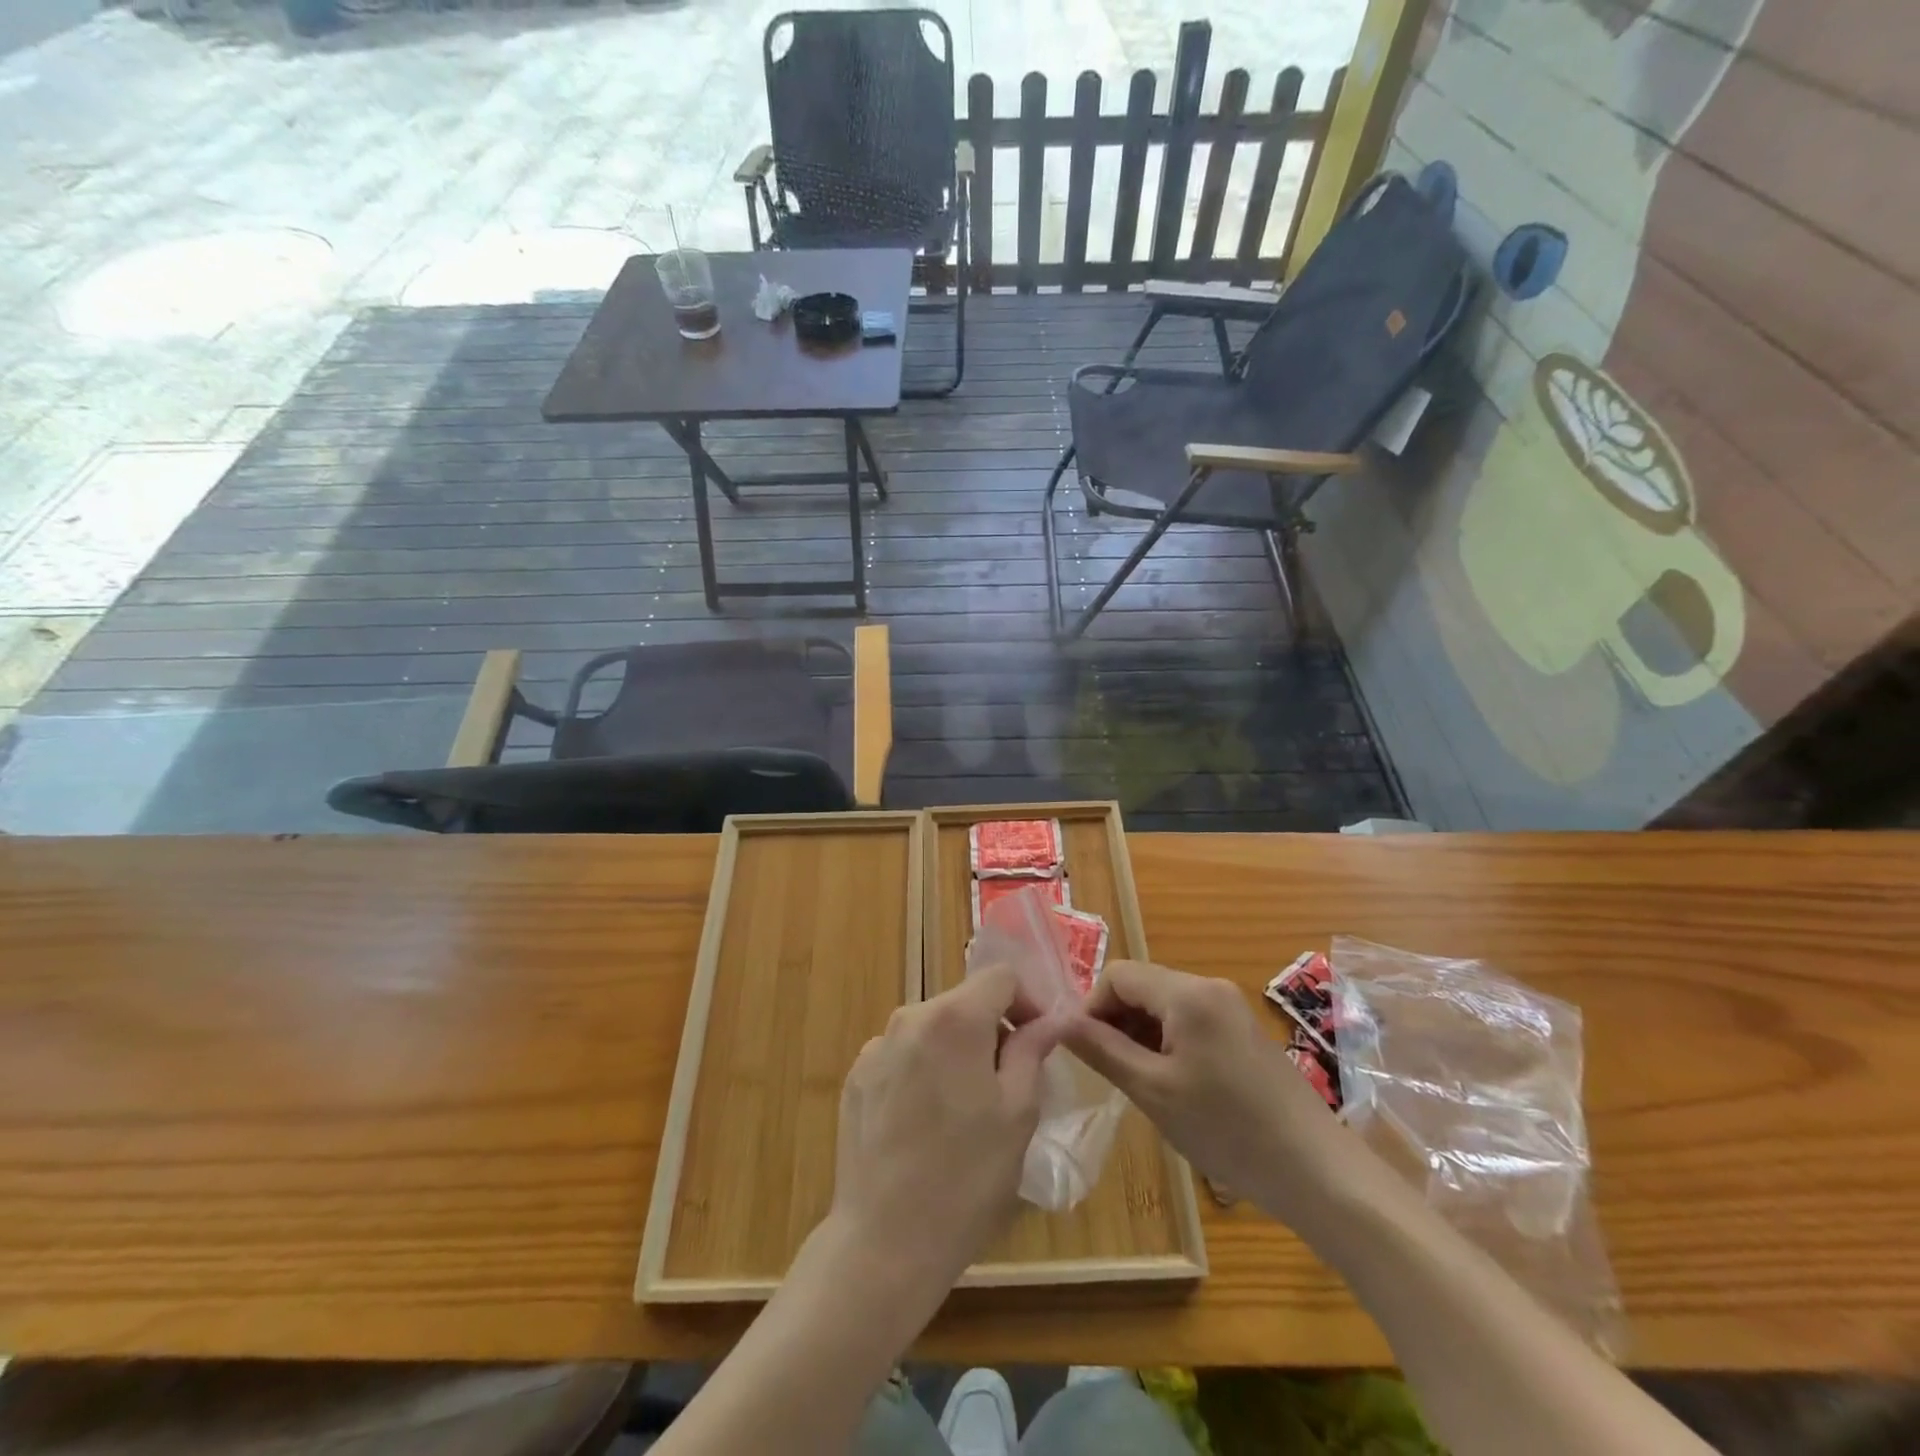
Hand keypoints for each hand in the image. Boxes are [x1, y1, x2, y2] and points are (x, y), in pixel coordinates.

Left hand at [828, 964, 1064, 1300]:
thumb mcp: (1018, 1113)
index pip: (1000, 977)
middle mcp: (910, 1017)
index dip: (1026, 1001)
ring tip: (966, 1106)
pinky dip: (924, 1069)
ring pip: (933, 1028)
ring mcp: (877, 1046)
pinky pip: (903, 1055)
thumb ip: (1031, 1051)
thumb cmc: (966, 1177)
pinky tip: (926, 1122)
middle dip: (992, 1028)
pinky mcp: (857, 1076)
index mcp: (954, 1018)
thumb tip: (1047, 1020)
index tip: (1037, 1040)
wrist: (885, 1242)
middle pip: (964, 1001)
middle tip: (1009, 1080)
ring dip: (957, 1049)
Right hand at [1064, 960, 1341, 1216]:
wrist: (1317, 1171)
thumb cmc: (1227, 1129)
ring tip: (1136, 1082)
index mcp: (1187, 992)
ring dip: (1140, 1033)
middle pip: (1142, 986)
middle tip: (1107, 1070)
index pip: (1118, 975)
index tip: (1082, 1051)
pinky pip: (1189, 1020)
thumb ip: (1102, 1049)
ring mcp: (1230, 1007)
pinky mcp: (1242, 1030)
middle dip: (1115, 1020)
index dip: (1091, 1007)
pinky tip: (1170, 1083)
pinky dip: (1167, 1042)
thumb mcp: (1153, 1091)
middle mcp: (1209, 986)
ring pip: (1164, 1004)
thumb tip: (1058, 1021)